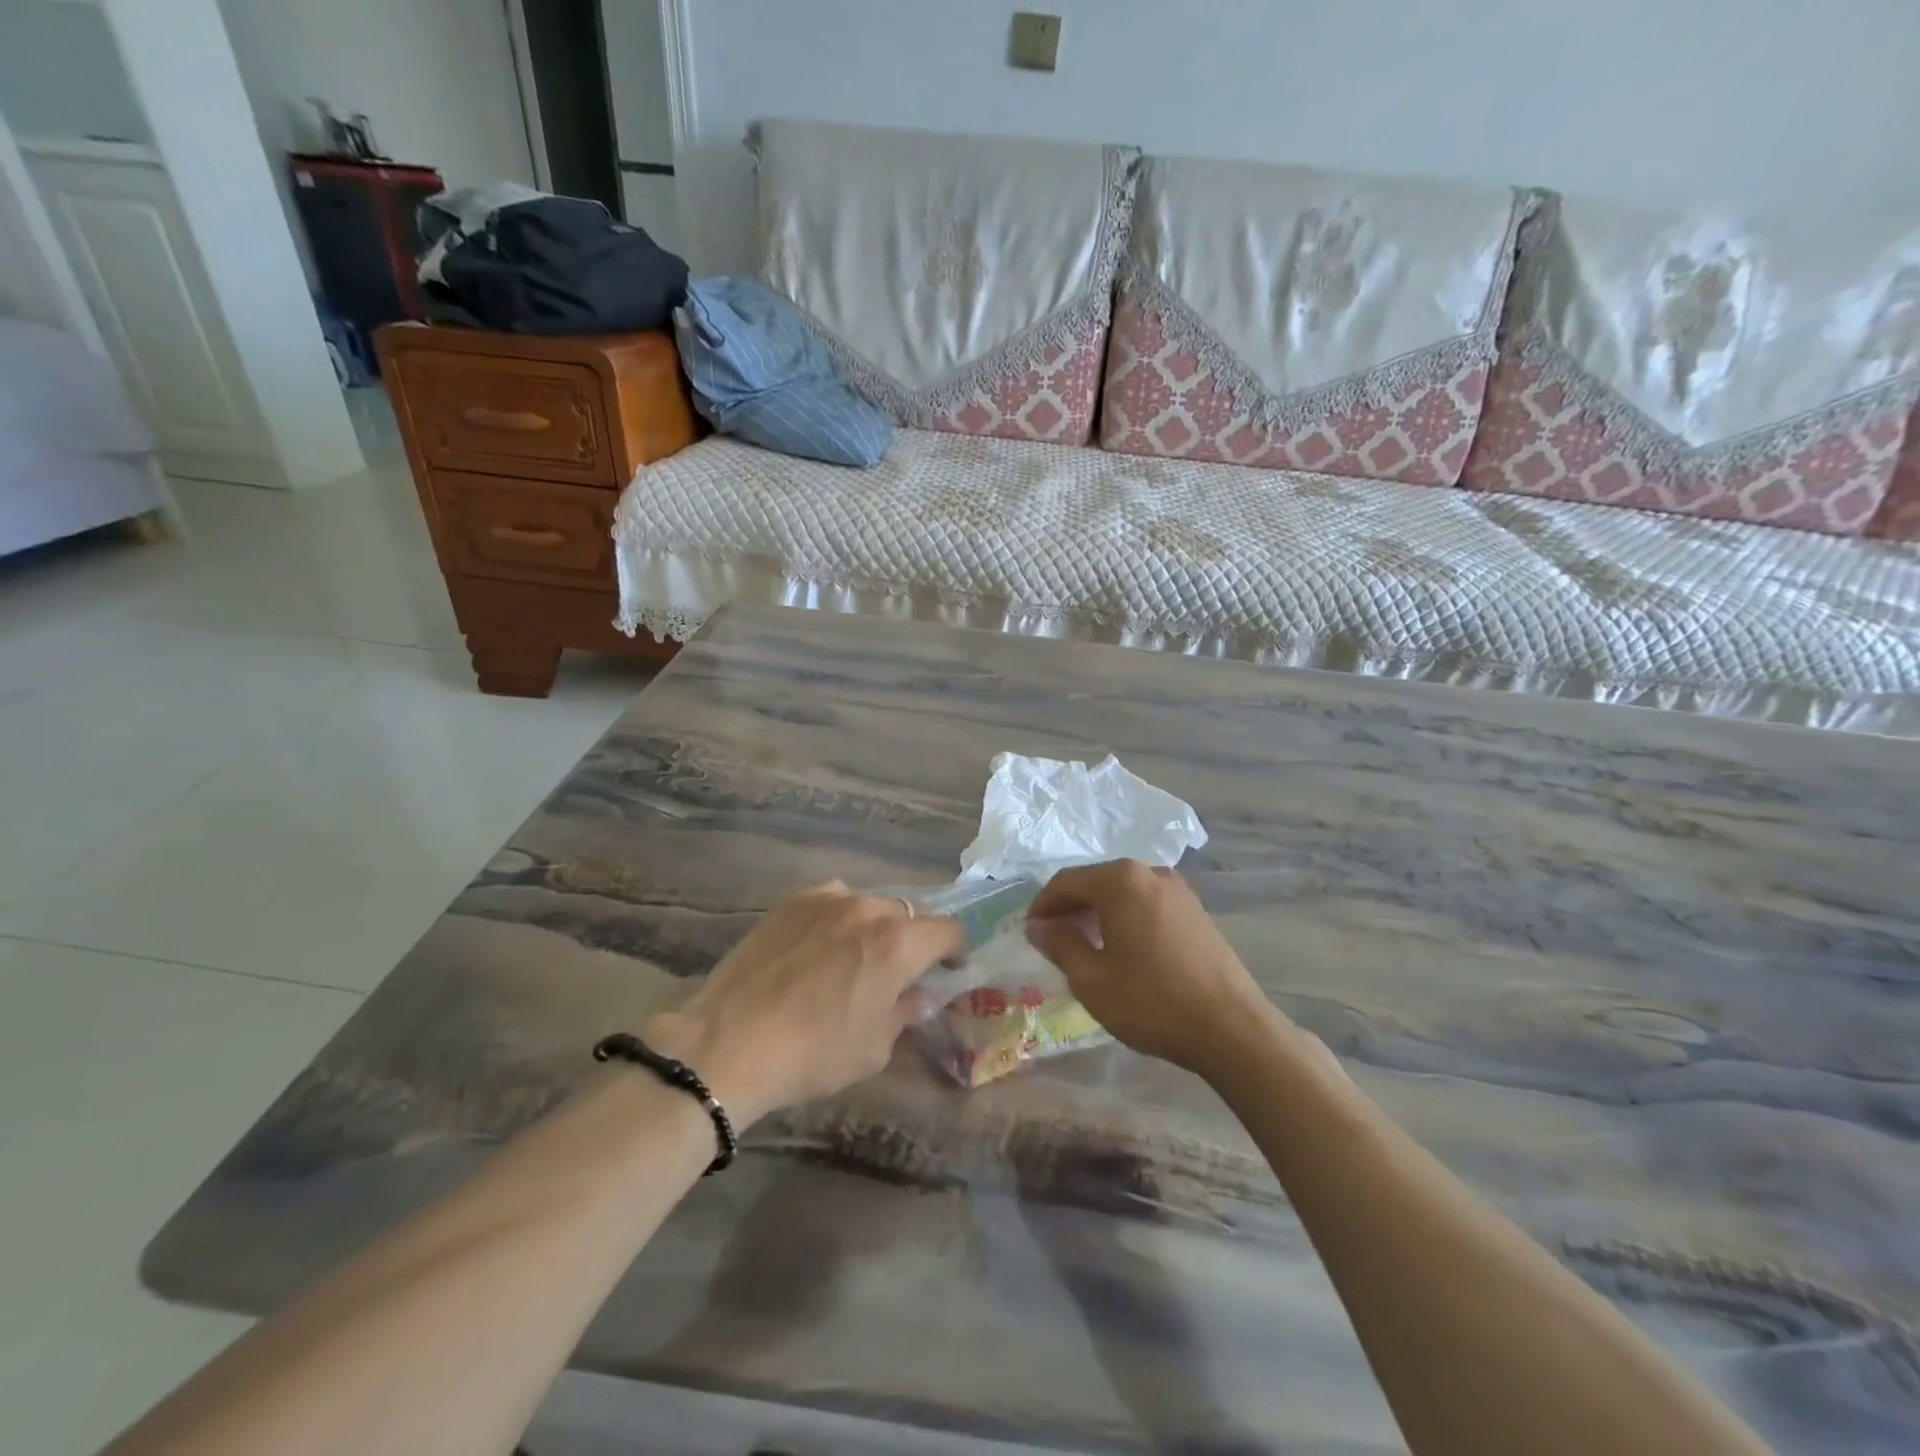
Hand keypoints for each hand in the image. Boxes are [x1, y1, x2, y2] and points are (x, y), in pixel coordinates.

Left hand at [645, 882, 961, 1125]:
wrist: (730, 1042)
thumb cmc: (814, 1053)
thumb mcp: (874, 1048)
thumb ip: (905, 1013)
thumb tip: (918, 997)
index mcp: (899, 943)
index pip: (948, 930)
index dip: (955, 950)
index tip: (949, 971)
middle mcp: (869, 909)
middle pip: (909, 913)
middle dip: (914, 939)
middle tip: (901, 970)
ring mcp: (828, 899)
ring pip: (869, 904)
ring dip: (875, 926)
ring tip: (857, 955)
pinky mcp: (792, 902)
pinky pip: (832, 900)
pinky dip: (839, 917)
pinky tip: (821, 943)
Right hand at [1027, 859, 1280, 1077]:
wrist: (1232, 1028)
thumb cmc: (1151, 1001)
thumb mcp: (1091, 978)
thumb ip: (1059, 944)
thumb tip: (1038, 926)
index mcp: (1121, 880)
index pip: (1066, 881)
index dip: (1042, 905)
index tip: (1029, 933)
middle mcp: (1150, 872)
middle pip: (1096, 881)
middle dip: (1070, 906)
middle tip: (1053, 939)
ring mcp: (1178, 890)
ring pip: (1123, 892)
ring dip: (1098, 912)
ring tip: (1084, 946)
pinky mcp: (1196, 911)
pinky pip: (1146, 903)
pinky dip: (1125, 917)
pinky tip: (1122, 949)